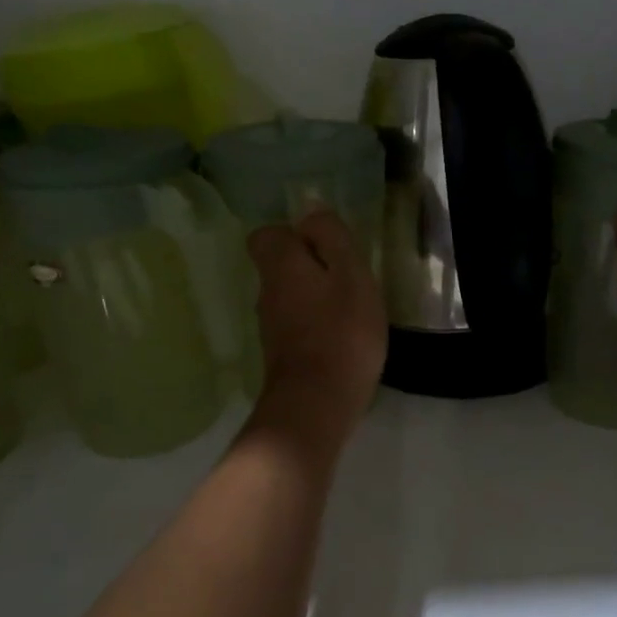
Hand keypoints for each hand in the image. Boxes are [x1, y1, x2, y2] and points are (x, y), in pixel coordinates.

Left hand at [247, 210, 386, 430]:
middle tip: (348, 279)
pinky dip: (316, 325)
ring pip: (289, 296)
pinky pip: (297, 325)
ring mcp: (270, 327)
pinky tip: (342, 338)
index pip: (266, 235)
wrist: (316, 404)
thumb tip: (311, 213)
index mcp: (280, 266)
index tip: (325, 246)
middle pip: (280, 266)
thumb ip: (332, 238)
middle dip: (310, 266)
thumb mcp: (350, 275)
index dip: (293, 234)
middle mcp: (266, 292)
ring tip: (350, 310)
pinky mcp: (281, 355)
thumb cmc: (341, 332)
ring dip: (315, 297)